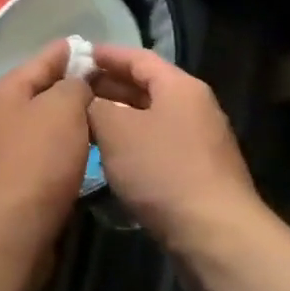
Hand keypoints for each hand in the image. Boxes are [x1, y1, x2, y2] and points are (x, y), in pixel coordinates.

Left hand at [0, 39, 92, 252]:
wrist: (9, 232)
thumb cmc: (37, 162)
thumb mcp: (63, 110)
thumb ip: (75, 85)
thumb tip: (77, 83)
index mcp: (4, 90)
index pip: (44, 59)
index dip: (72, 51)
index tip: (98, 48)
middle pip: (42, 91)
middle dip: (74, 87)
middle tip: (111, 85)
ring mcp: (0, 148)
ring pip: (44, 123)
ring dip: (70, 119)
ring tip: (105, 116)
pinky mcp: (11, 178)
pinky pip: (43, 150)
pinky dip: (63, 146)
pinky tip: (86, 151)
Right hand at [87, 46, 259, 251]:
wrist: (215, 235)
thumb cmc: (163, 171)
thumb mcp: (116, 130)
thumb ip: (94, 106)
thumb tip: (85, 99)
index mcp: (180, 87)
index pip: (138, 57)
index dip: (105, 55)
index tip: (76, 55)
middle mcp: (194, 107)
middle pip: (146, 86)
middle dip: (109, 87)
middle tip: (73, 91)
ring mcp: (200, 142)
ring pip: (151, 118)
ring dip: (119, 117)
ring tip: (84, 123)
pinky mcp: (199, 173)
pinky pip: (158, 145)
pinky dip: (132, 144)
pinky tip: (110, 158)